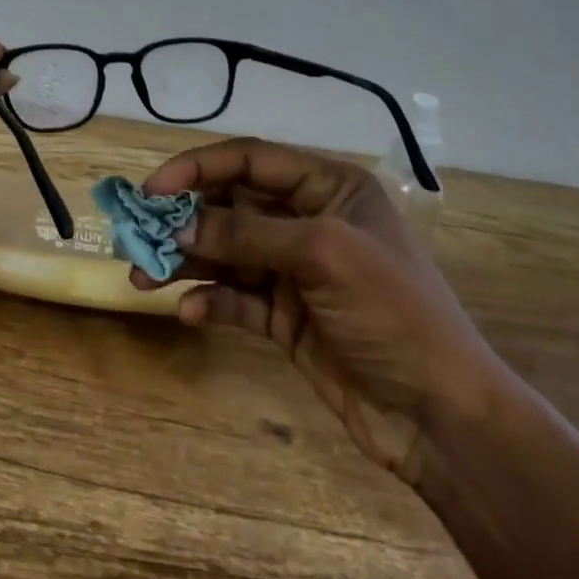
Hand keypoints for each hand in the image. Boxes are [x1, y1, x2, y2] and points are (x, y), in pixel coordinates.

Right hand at [131, 137, 501, 483]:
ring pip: (226, 252)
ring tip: (141, 278)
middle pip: (231, 204)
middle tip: (137, 236)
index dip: (197, 168)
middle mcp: (308, 220)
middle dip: (184, 219)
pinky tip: (189, 312)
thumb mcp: (323, 255)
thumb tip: (178, 225)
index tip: (151, 190)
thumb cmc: (392, 312)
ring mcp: (295, 270)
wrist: (441, 418)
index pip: (250, 159)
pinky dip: (211, 300)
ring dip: (185, 261)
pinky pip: (237, 297)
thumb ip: (247, 233)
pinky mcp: (286, 316)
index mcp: (328, 187)